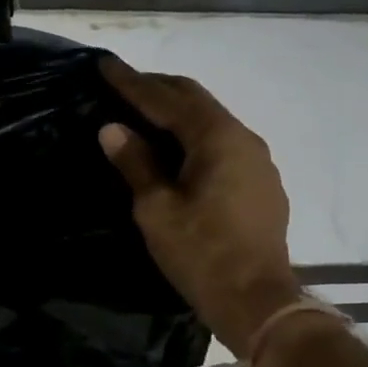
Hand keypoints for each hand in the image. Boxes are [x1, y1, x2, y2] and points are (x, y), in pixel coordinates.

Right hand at [97, 57, 302, 354]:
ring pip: (212, 121)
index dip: (133, 83)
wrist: (258, 301)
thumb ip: (135, 163)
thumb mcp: (157, 210)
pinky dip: (195, 136)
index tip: (106, 65)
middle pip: (196, 100)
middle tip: (124, 83)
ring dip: (179, 112)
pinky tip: (179, 150)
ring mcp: (258, 161)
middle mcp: (244, 138)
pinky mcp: (261, 183)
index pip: (167, 99)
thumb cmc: (202, 254)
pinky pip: (223, 144)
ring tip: (147, 113)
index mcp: (217, 138)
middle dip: (158, 88)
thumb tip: (112, 128)